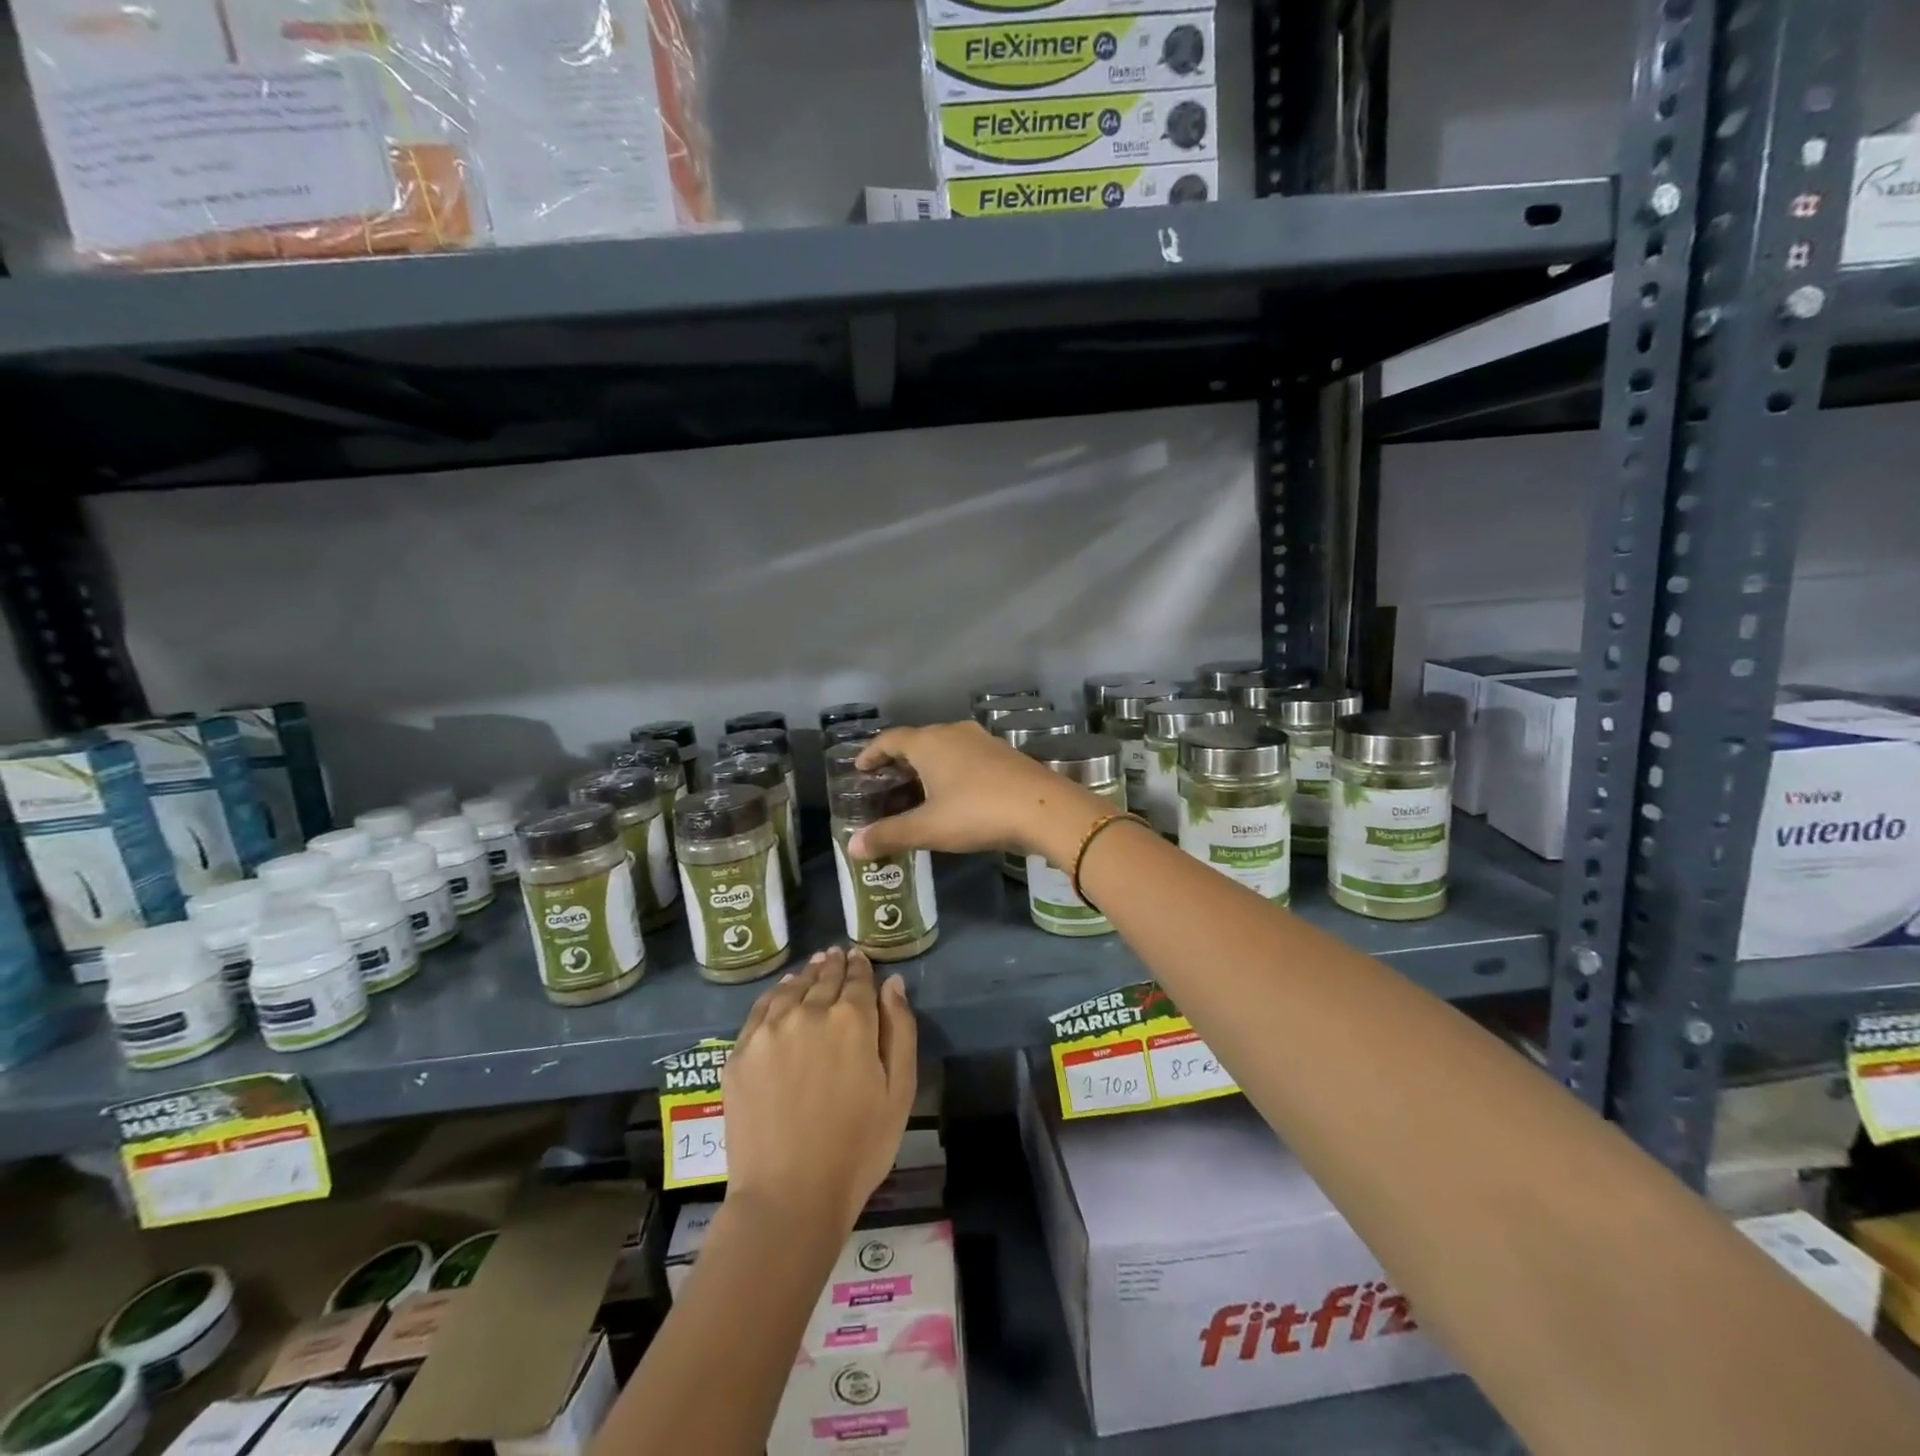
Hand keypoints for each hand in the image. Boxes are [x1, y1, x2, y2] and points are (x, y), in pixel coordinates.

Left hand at [722, 946, 917, 1231]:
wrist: (789, 1196)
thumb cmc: (858, 1148)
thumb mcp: (899, 1091)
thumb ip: (899, 1029)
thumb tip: (892, 983)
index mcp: (852, 1019)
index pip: (858, 979)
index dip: (861, 966)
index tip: (859, 957)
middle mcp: (809, 1012)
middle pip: (824, 978)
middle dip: (834, 965)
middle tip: (836, 954)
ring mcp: (769, 1030)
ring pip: (791, 988)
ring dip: (805, 974)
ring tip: (812, 967)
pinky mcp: (740, 1052)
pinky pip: (760, 1009)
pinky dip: (775, 993)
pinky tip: (781, 992)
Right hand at [850, 721, 1109, 864]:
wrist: (1045, 809)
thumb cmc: (977, 812)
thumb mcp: (928, 828)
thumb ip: (889, 835)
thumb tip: (852, 848)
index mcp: (929, 742)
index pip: (890, 739)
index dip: (871, 753)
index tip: (860, 768)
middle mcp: (954, 733)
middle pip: (918, 741)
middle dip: (899, 761)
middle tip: (885, 784)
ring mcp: (983, 741)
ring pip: (945, 748)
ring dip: (928, 766)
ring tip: (917, 791)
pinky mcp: (1005, 754)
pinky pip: (967, 757)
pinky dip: (952, 771)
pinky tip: (955, 794)